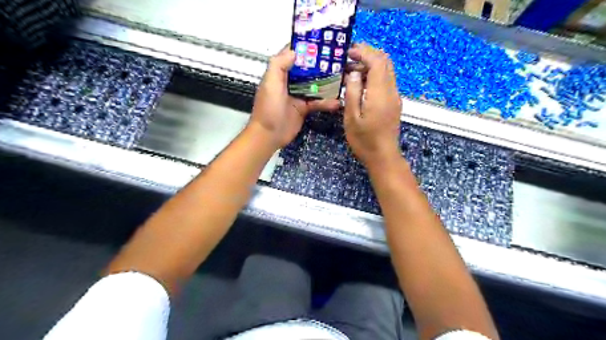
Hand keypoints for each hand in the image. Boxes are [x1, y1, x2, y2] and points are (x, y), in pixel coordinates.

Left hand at [248, 45, 340, 146]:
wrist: (269, 135)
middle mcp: (290, 82)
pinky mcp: (304, 108)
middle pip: (307, 69)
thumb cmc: (268, 109)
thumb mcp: (270, 84)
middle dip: (321, 64)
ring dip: (327, 83)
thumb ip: (279, 65)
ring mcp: (298, 95)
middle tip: (338, 59)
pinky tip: (337, 102)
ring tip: (342, 78)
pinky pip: (317, 102)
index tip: (321, 42)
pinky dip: (326, 102)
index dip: (306, 48)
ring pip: (315, 85)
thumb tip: (294, 51)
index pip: (293, 55)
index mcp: (280, 73)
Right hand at [343, 44, 401, 169]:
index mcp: (380, 94)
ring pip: (387, 71)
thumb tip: (354, 73)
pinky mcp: (394, 103)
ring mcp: (394, 97)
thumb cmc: (364, 140)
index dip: (364, 52)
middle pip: (385, 62)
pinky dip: (375, 75)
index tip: (348, 53)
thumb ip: (353, 93)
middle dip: (368, 54)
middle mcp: (391, 91)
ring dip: (371, 65)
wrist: (383, 156)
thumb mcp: (351, 118)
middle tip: (349, 58)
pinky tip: (361, 83)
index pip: (377, 62)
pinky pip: (387, 81)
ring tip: (352, 70)